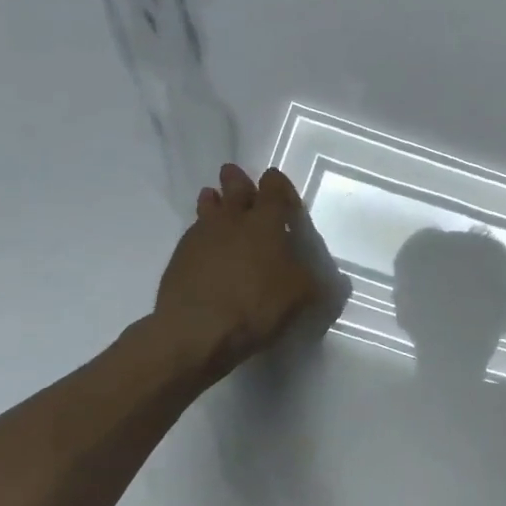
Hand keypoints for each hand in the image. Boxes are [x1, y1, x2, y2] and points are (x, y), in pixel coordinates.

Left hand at [151, 164, 338, 380]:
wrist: (197, 330)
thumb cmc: (258, 304)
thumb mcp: (302, 295)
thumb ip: (312, 280)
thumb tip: (327, 280)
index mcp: (266, 222)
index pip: (273, 188)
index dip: (277, 183)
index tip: (278, 184)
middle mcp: (232, 220)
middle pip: (234, 188)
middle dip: (237, 180)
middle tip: (234, 175)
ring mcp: (201, 236)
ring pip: (207, 207)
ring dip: (213, 201)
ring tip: (212, 198)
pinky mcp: (179, 257)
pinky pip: (193, 234)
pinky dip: (201, 233)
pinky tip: (204, 244)